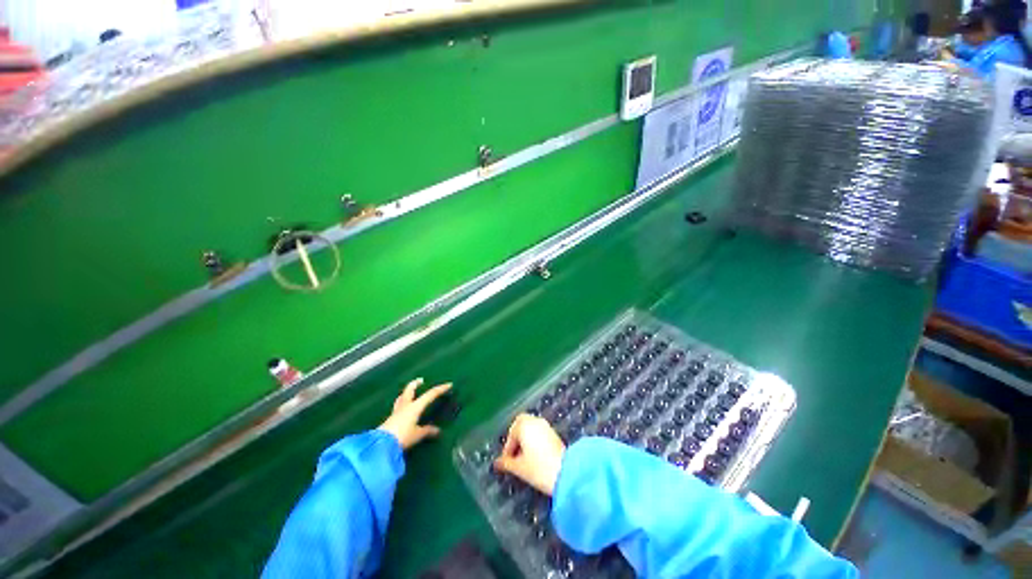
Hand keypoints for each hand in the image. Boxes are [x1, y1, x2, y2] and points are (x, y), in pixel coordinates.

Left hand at [378, 378, 451, 449]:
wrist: (381, 444)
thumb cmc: (402, 436)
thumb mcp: (418, 434)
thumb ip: (427, 431)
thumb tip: (438, 431)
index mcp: (415, 406)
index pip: (430, 394)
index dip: (440, 389)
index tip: (449, 384)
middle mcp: (405, 405)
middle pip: (410, 390)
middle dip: (415, 384)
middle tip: (421, 380)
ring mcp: (396, 411)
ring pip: (402, 397)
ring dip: (406, 392)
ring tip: (410, 392)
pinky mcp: (390, 419)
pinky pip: (398, 406)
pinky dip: (402, 403)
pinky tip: (403, 408)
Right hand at [494, 413, 565, 495]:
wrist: (568, 473)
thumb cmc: (539, 469)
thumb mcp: (519, 468)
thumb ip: (506, 463)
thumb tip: (497, 463)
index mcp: (524, 425)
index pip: (511, 433)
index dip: (507, 448)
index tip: (506, 462)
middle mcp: (535, 421)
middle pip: (521, 423)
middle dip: (516, 437)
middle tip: (514, 454)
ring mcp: (546, 426)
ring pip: (531, 427)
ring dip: (525, 438)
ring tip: (524, 457)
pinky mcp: (554, 433)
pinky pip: (539, 432)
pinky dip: (534, 440)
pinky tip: (535, 456)